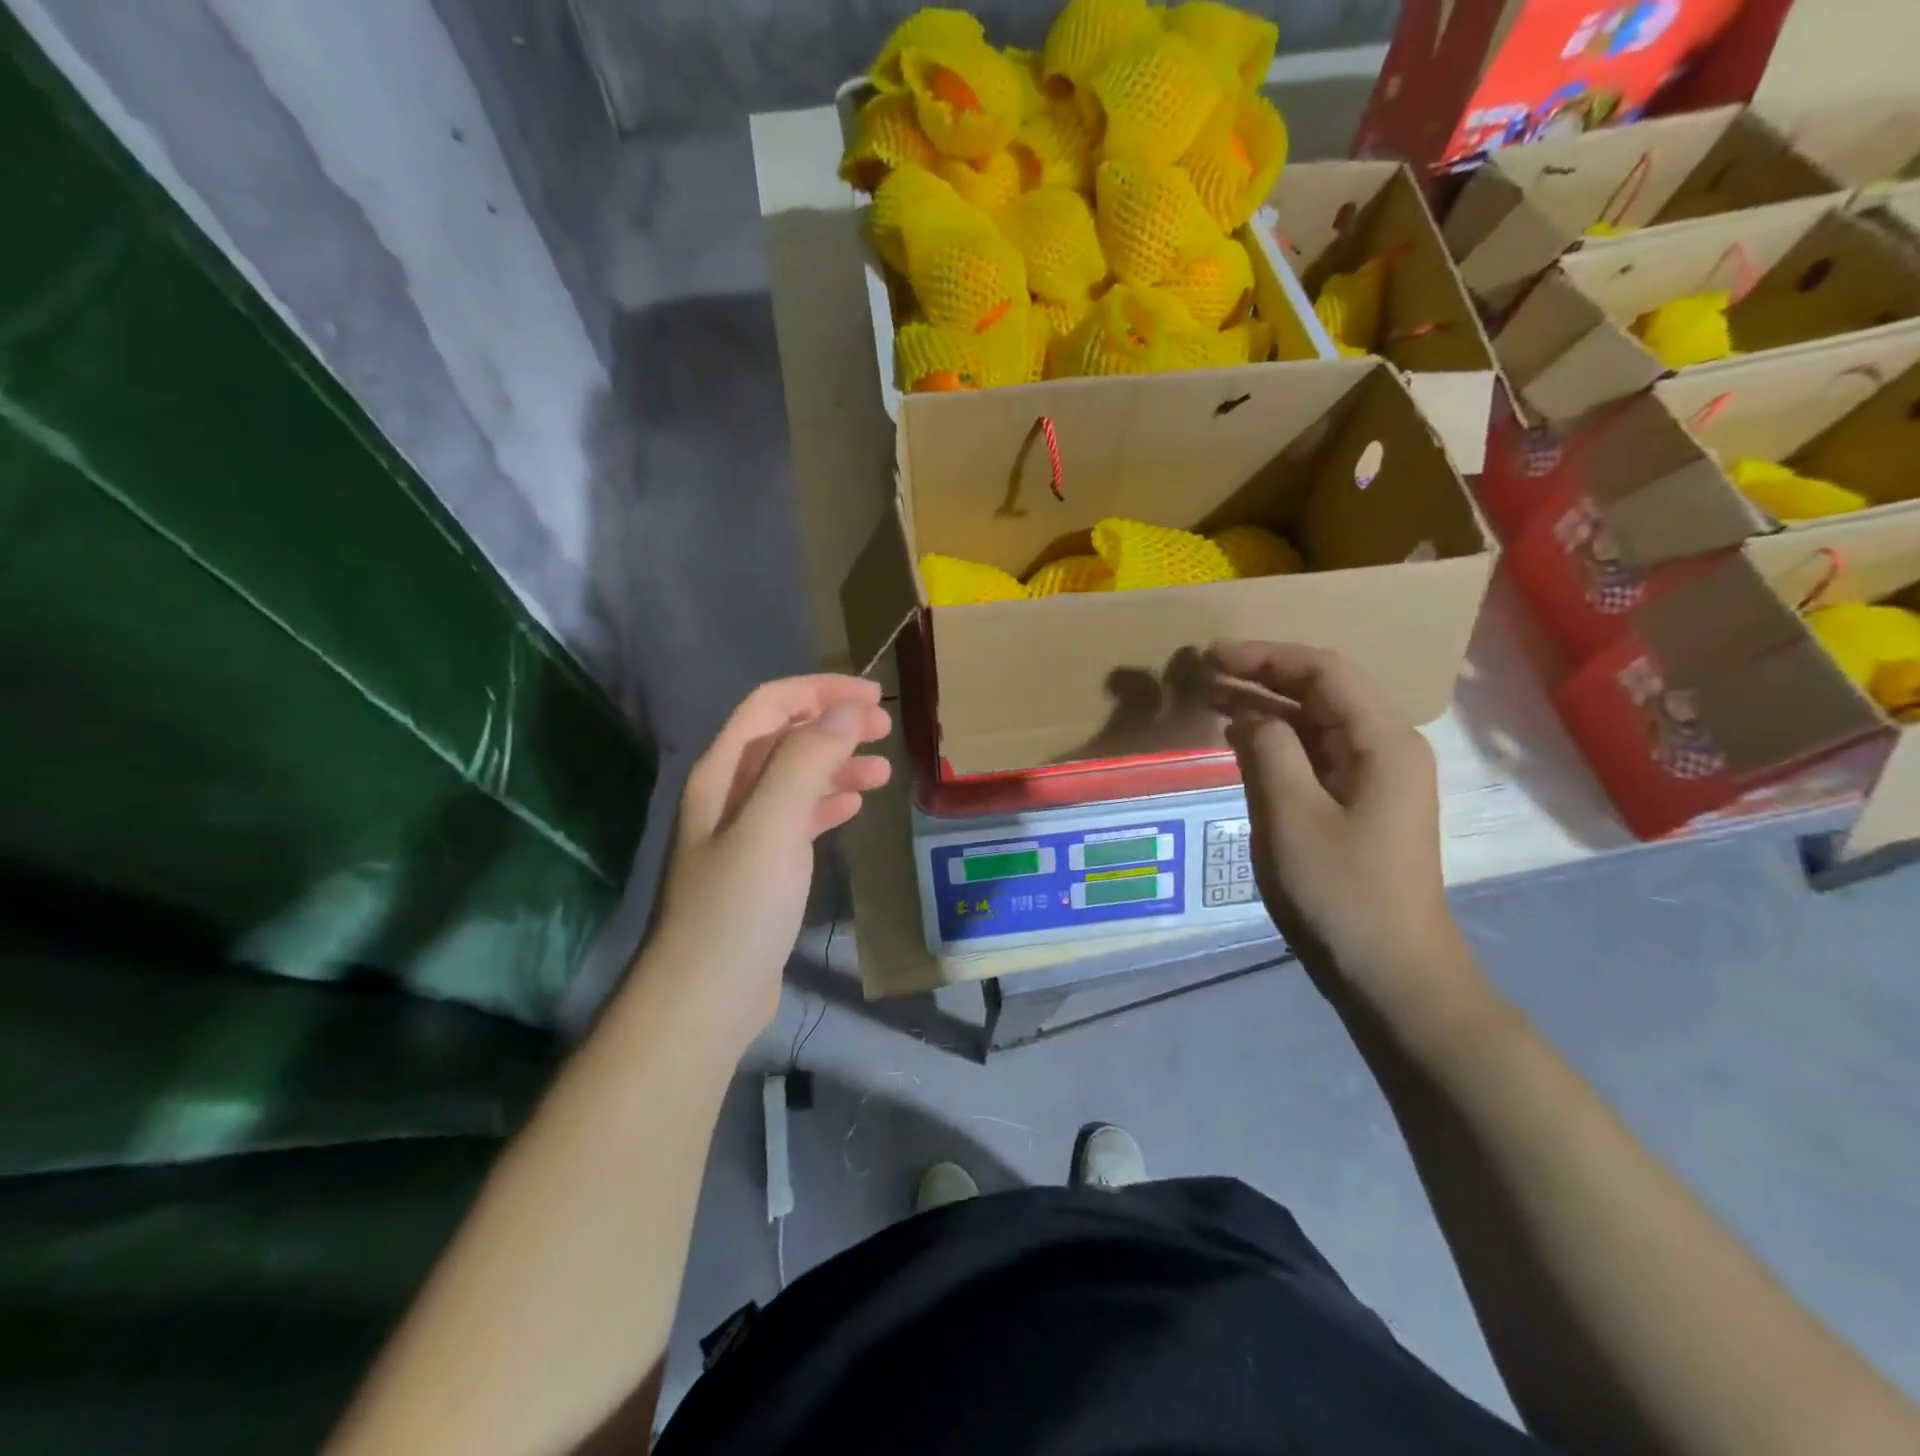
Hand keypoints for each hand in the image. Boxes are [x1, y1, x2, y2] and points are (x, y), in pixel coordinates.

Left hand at [639, 676, 891, 1053]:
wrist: (706, 997)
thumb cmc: (737, 908)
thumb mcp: (772, 826)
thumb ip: (807, 762)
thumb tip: (847, 709)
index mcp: (722, 773)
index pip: (771, 705)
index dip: (820, 691)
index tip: (872, 696)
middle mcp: (729, 793)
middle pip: (785, 737)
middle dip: (834, 724)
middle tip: (885, 728)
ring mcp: (745, 831)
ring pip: (796, 778)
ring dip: (837, 765)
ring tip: (882, 770)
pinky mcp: (763, 866)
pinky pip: (799, 817)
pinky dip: (828, 803)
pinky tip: (854, 807)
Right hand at [1210, 642, 1471, 1017]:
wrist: (1389, 970)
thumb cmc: (1341, 891)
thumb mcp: (1292, 815)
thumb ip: (1269, 750)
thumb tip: (1251, 716)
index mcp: (1382, 741)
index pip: (1324, 671)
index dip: (1266, 656)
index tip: (1212, 656)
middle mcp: (1386, 748)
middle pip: (1322, 691)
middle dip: (1263, 677)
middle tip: (1204, 674)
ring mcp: (1375, 778)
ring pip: (1317, 722)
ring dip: (1267, 707)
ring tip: (1212, 699)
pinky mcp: (1359, 804)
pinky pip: (1316, 755)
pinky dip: (1278, 741)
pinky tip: (1242, 741)